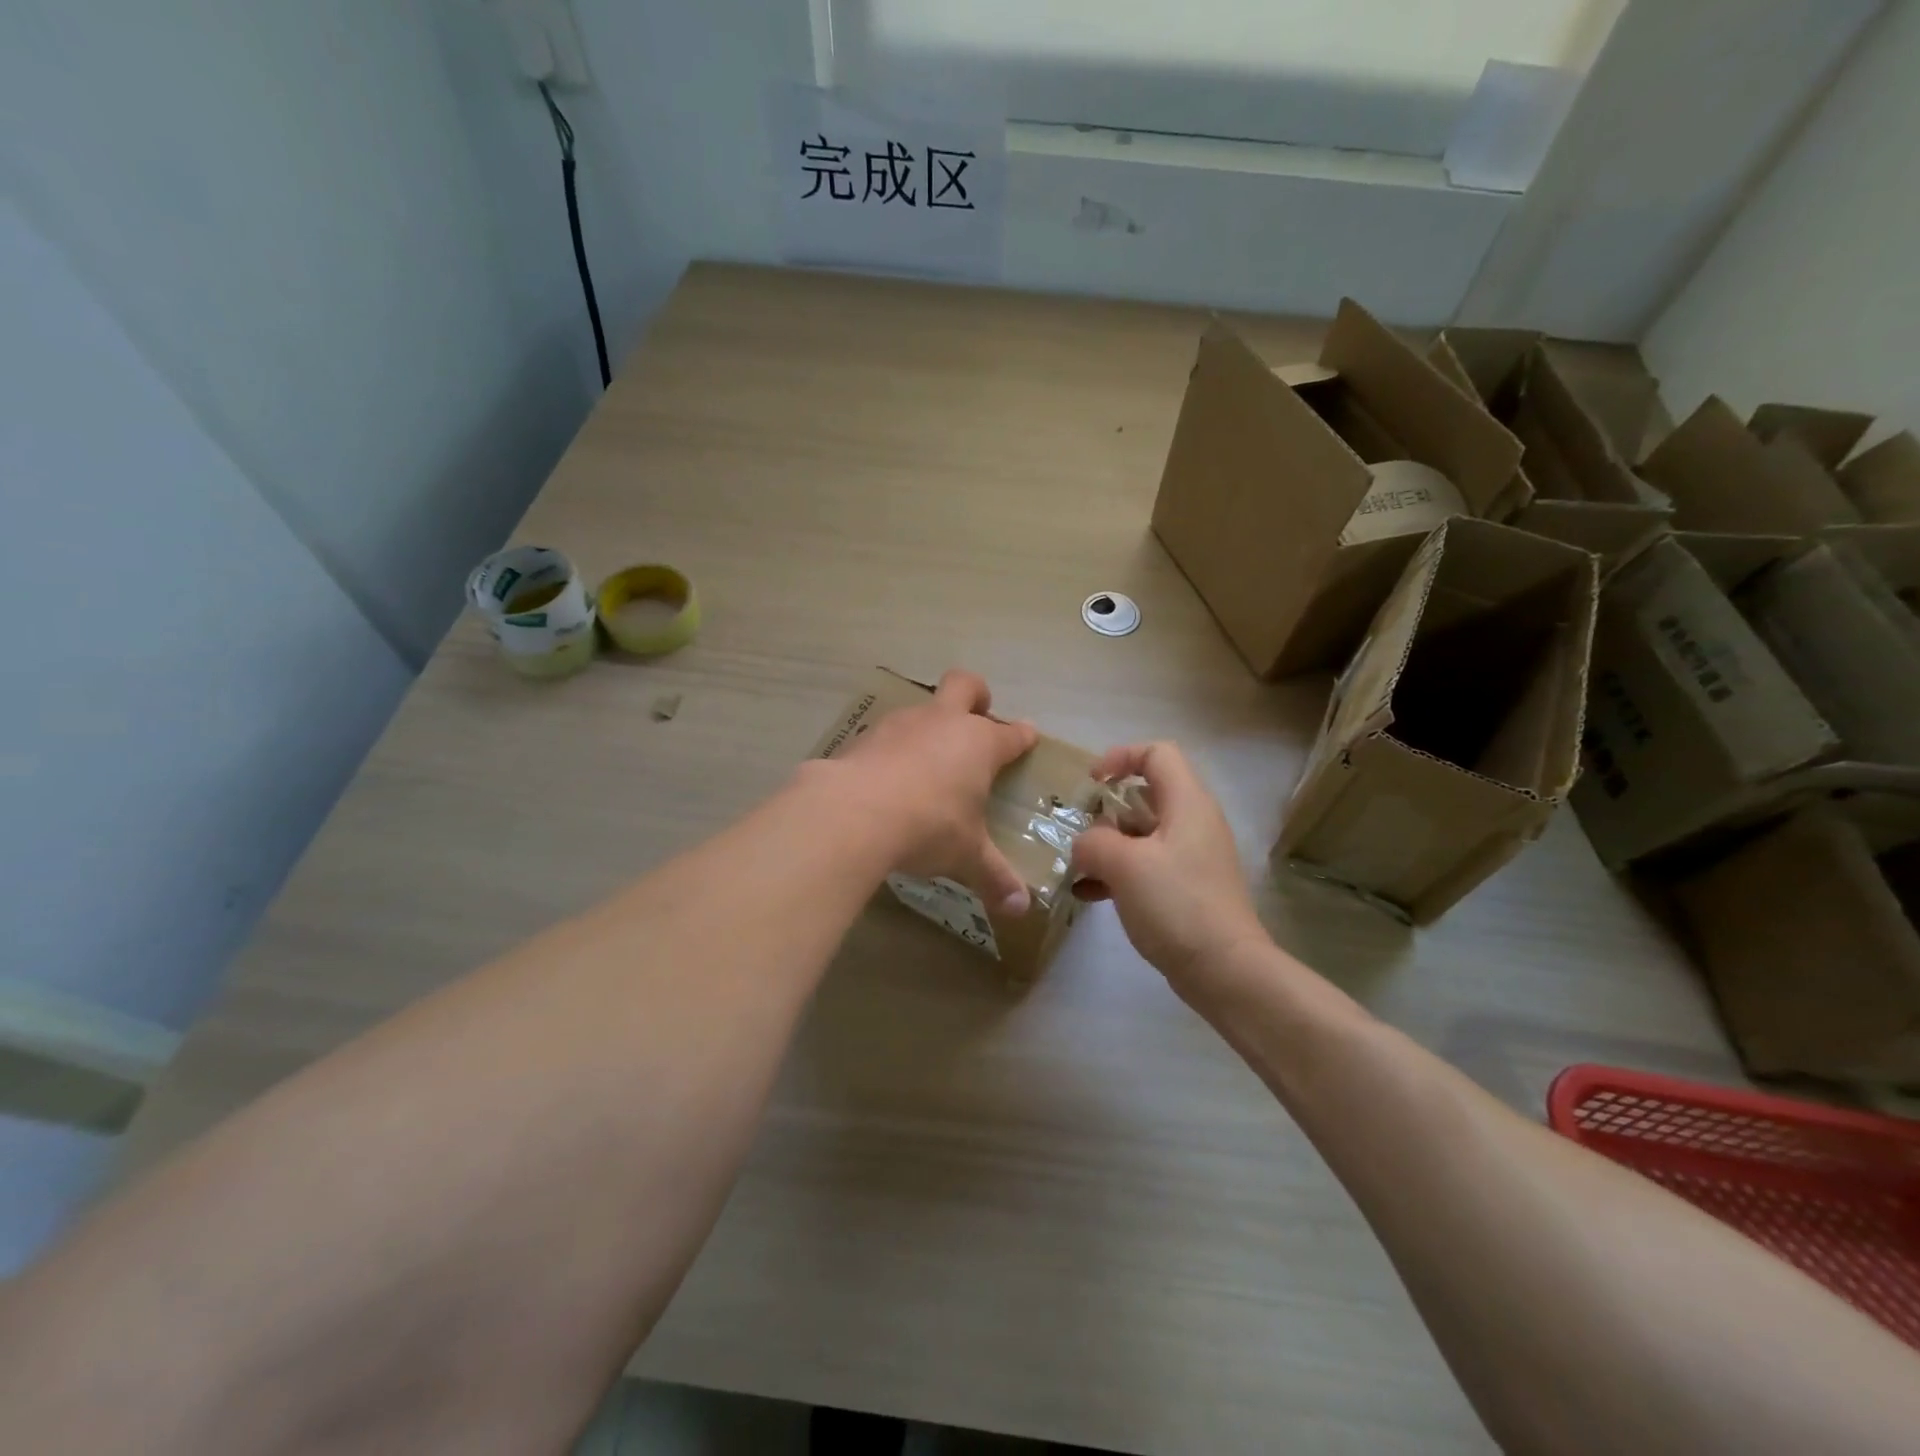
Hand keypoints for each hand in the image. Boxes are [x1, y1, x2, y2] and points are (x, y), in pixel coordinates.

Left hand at [829, 670, 1038, 914]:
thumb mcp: (966, 856)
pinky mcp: (864, 736)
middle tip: (977, 715)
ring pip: (922, 708)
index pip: (1011, 733)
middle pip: (965, 685)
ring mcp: (901, 724)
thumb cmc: (928, 826)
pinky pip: (886, 735)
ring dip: (929, 726)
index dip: (1022, 735)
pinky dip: (892, 750)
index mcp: (979, 744)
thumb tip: (1020, 909)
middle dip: (976, 695)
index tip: (1028, 737)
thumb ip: (994, 878)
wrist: (853, 812)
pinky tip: (886, 778)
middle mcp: (943, 723)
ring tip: (926, 761)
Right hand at [1071, 742, 1267, 992]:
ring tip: (1078, 865)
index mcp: (1187, 803)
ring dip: (1107, 845)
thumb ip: (1093, 842)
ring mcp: (1192, 857)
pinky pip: (1146, 866)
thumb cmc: (1176, 904)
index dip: (1121, 757)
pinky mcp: (1186, 888)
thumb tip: (1085, 844)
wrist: (1225, 970)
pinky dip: (1118, 873)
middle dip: (1106, 809)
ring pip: (1142, 833)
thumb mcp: (1123, 864)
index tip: (1091, 783)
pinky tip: (1088, 895)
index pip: (1157, 754)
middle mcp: (1193, 822)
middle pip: (1146, 794)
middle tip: (1078, 829)